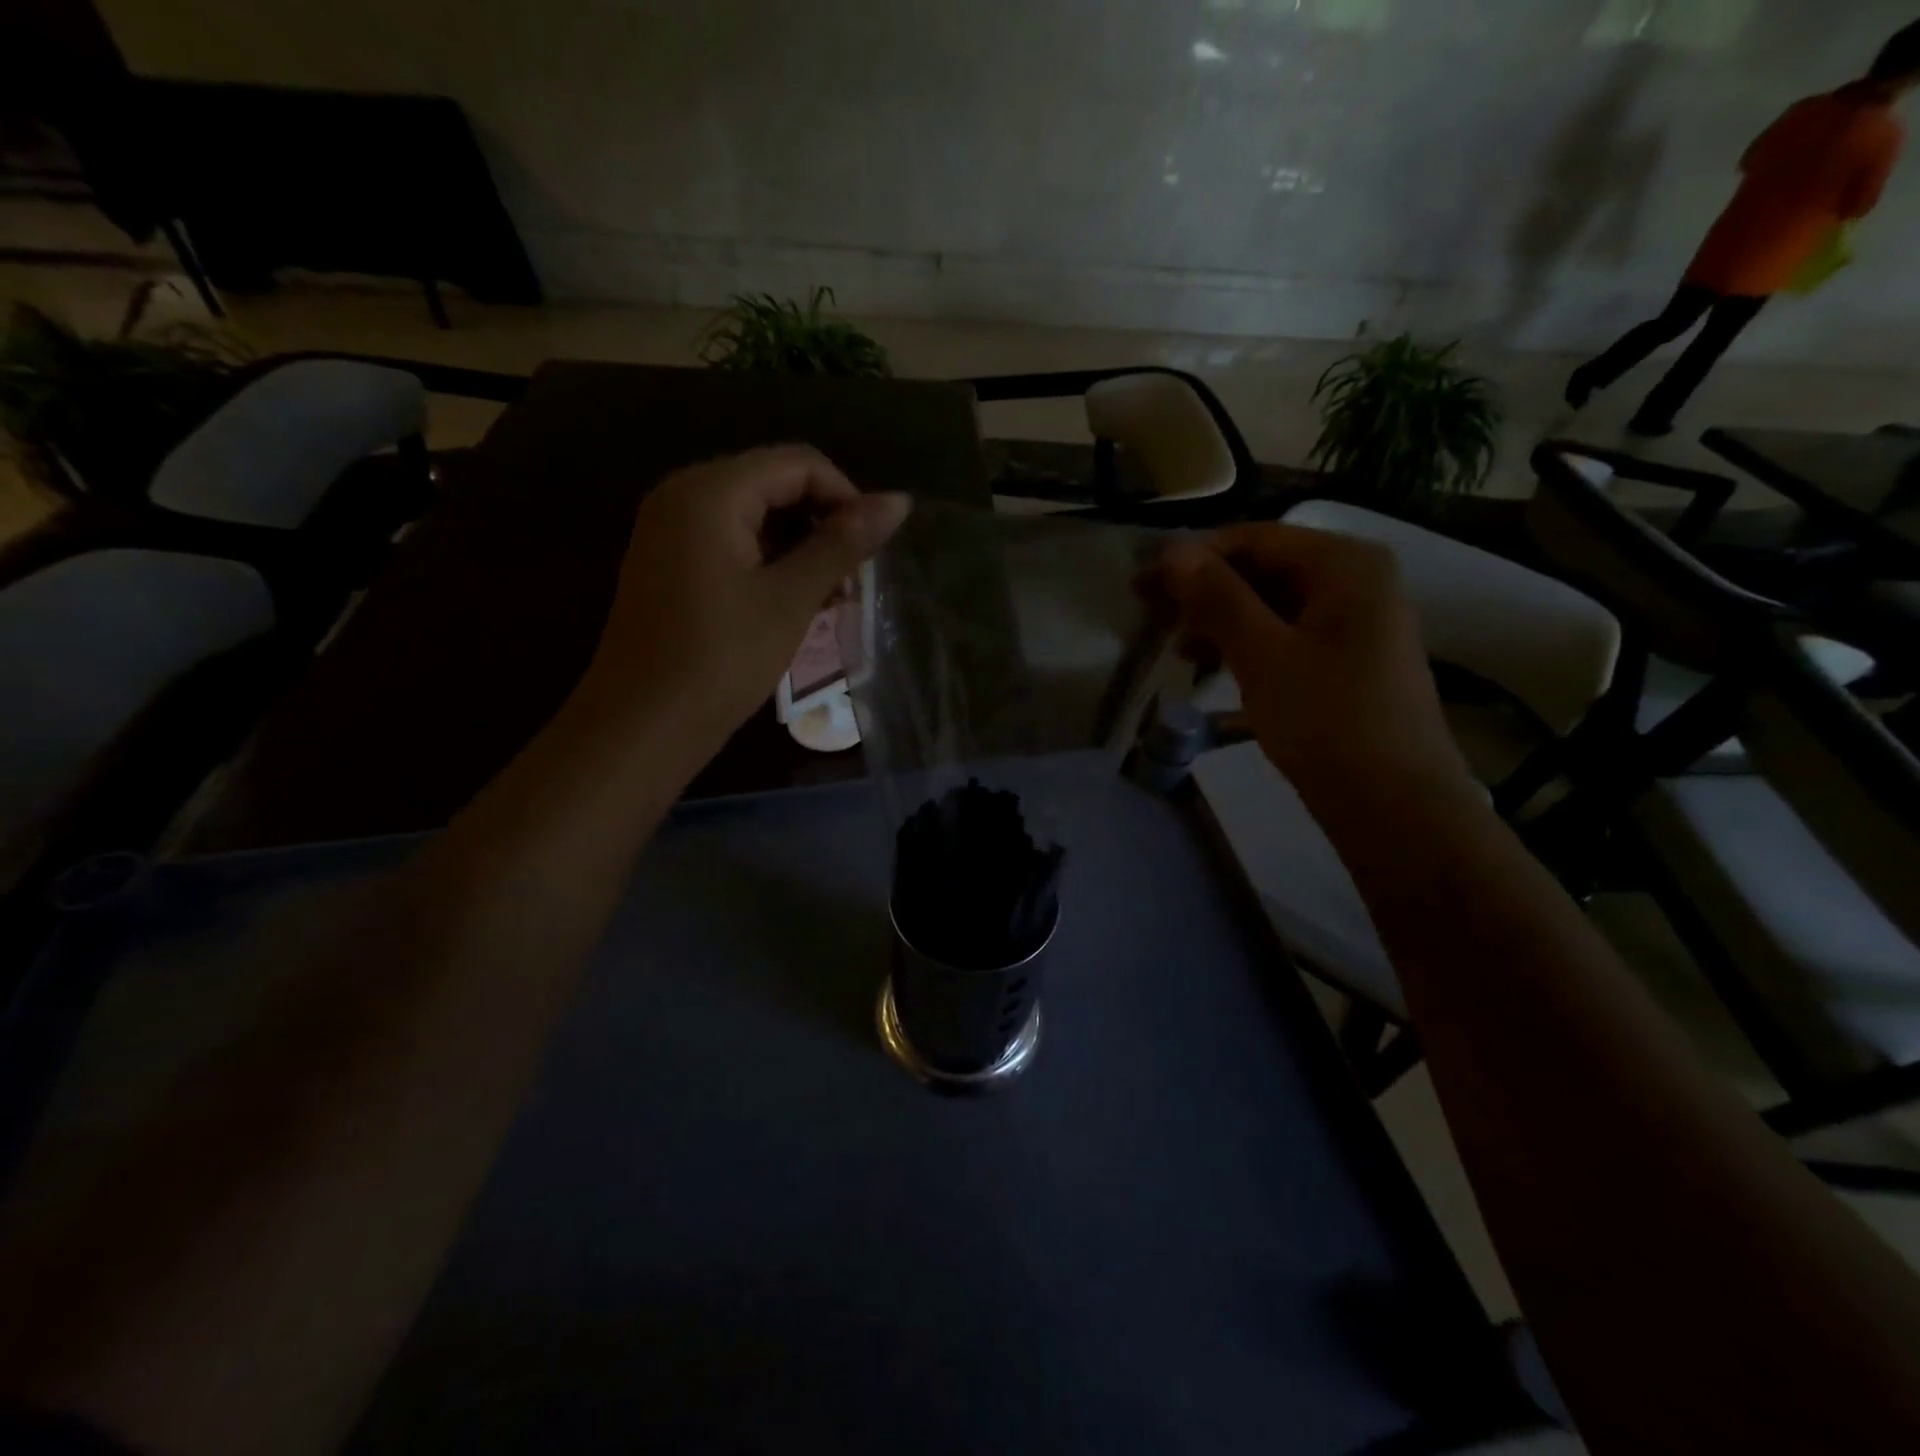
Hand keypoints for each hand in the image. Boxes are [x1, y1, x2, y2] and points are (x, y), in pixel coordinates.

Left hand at [573, 445, 909, 757]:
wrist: (641, 726)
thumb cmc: (721, 659)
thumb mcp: (790, 599)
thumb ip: (842, 544)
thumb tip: (898, 501)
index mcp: (710, 492)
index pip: (798, 464)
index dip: (846, 498)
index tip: (872, 552)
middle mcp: (683, 495)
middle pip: (774, 484)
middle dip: (822, 525)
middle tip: (852, 580)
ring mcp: (669, 530)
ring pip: (754, 516)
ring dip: (799, 547)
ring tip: (829, 598)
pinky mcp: (667, 562)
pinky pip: (729, 542)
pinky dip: (767, 562)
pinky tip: (792, 603)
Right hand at [1154, 524, 1470, 813]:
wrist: (1396, 807)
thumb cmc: (1328, 722)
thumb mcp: (1263, 655)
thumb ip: (1217, 598)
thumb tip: (1173, 550)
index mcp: (1346, 564)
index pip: (1254, 539)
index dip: (1193, 557)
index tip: (1142, 584)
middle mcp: (1358, 580)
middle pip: (1265, 568)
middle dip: (1206, 591)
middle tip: (1152, 617)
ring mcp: (1359, 621)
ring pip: (1274, 604)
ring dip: (1222, 620)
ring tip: (1178, 650)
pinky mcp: (1350, 659)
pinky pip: (1288, 634)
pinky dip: (1249, 644)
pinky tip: (1215, 667)